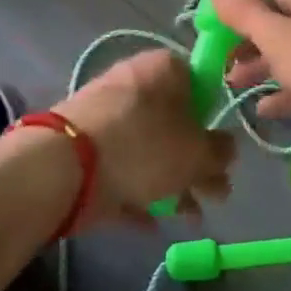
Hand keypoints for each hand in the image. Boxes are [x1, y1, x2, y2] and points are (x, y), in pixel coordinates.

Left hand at [53, 50, 234, 228]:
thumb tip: (227, 149)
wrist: (63, 167)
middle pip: (176, 121)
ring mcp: (106, 116)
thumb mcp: (197, 153)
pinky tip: (153, 223)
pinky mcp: (85, 148)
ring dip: (173, 183)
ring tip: (190, 217)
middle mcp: (134, 84)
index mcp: (164, 68)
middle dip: (197, 162)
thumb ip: (220, 152)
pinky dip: (138, 193)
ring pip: (150, 149)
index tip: (222, 148)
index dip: (214, 116)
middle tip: (216, 194)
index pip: (200, 81)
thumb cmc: (142, 146)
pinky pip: (122, 169)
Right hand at [210, 0, 290, 130]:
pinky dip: (289, 90)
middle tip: (223, 71)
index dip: (240, 18)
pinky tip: (265, 110)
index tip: (217, 43)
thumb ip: (243, 11)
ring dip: (265, 70)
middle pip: (280, 26)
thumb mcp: (276, 36)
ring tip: (236, 90)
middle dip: (250, 48)